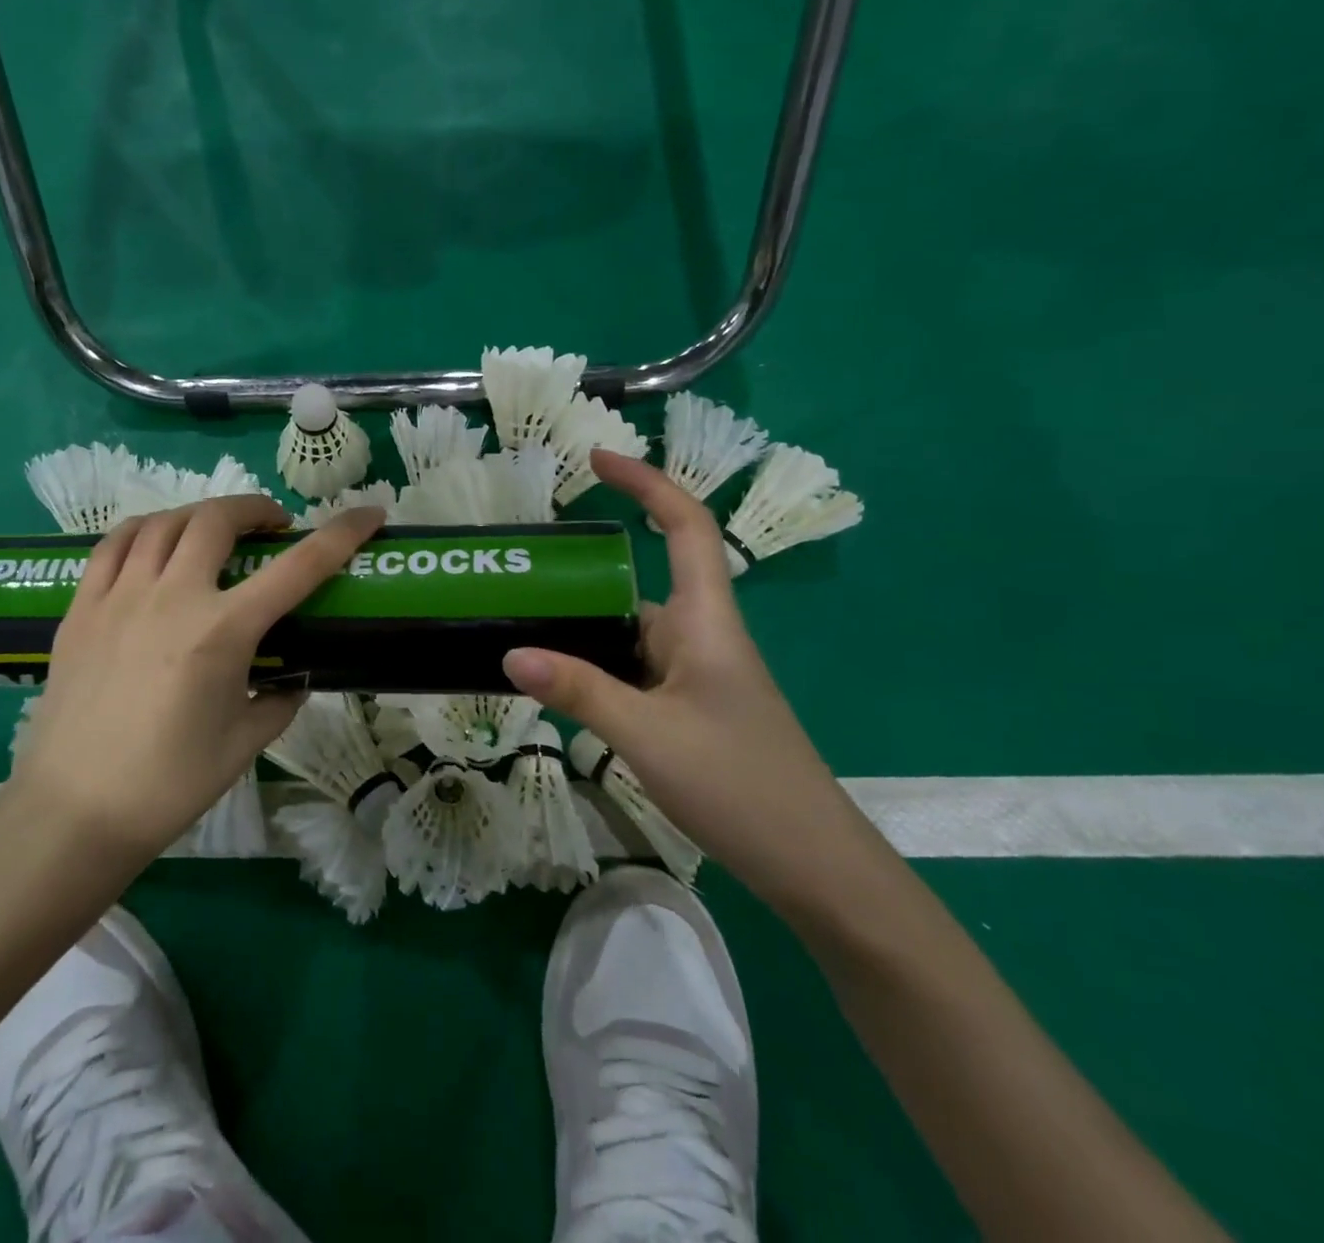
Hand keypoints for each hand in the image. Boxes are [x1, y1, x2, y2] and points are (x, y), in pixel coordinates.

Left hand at [9, 495, 386, 859]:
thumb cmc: (169, 783)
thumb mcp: (245, 743)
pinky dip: (144, 530)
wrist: (75, 811)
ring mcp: (119, 597)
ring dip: (201, 515)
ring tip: (214, 532)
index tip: (369, 514)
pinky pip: (112, 545)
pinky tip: (155, 544)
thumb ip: (280, 700)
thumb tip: (292, 679)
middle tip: (272, 527)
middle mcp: (172, 598)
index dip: (341, 534)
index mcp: (222, 632)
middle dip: (256, 509)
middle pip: (217, 520)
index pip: (298, 567)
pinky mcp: (81, 608)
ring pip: (163, 521)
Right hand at [502, 450, 874, 905]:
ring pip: (630, 632)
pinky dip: (594, 667)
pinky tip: (557, 685)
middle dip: (586, 570)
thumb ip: (579, 690)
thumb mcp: (647, 734)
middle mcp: (700, 636)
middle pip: (641, 580)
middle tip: (522, 571)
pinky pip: (632, 670)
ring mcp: (694, 675)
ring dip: (584, 626)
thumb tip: (511, 652)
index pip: (685, 526)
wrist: (811, 863)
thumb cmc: (739, 784)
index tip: (597, 460)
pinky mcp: (688, 708)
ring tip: (520, 625)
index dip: (647, 483)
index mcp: (706, 621)